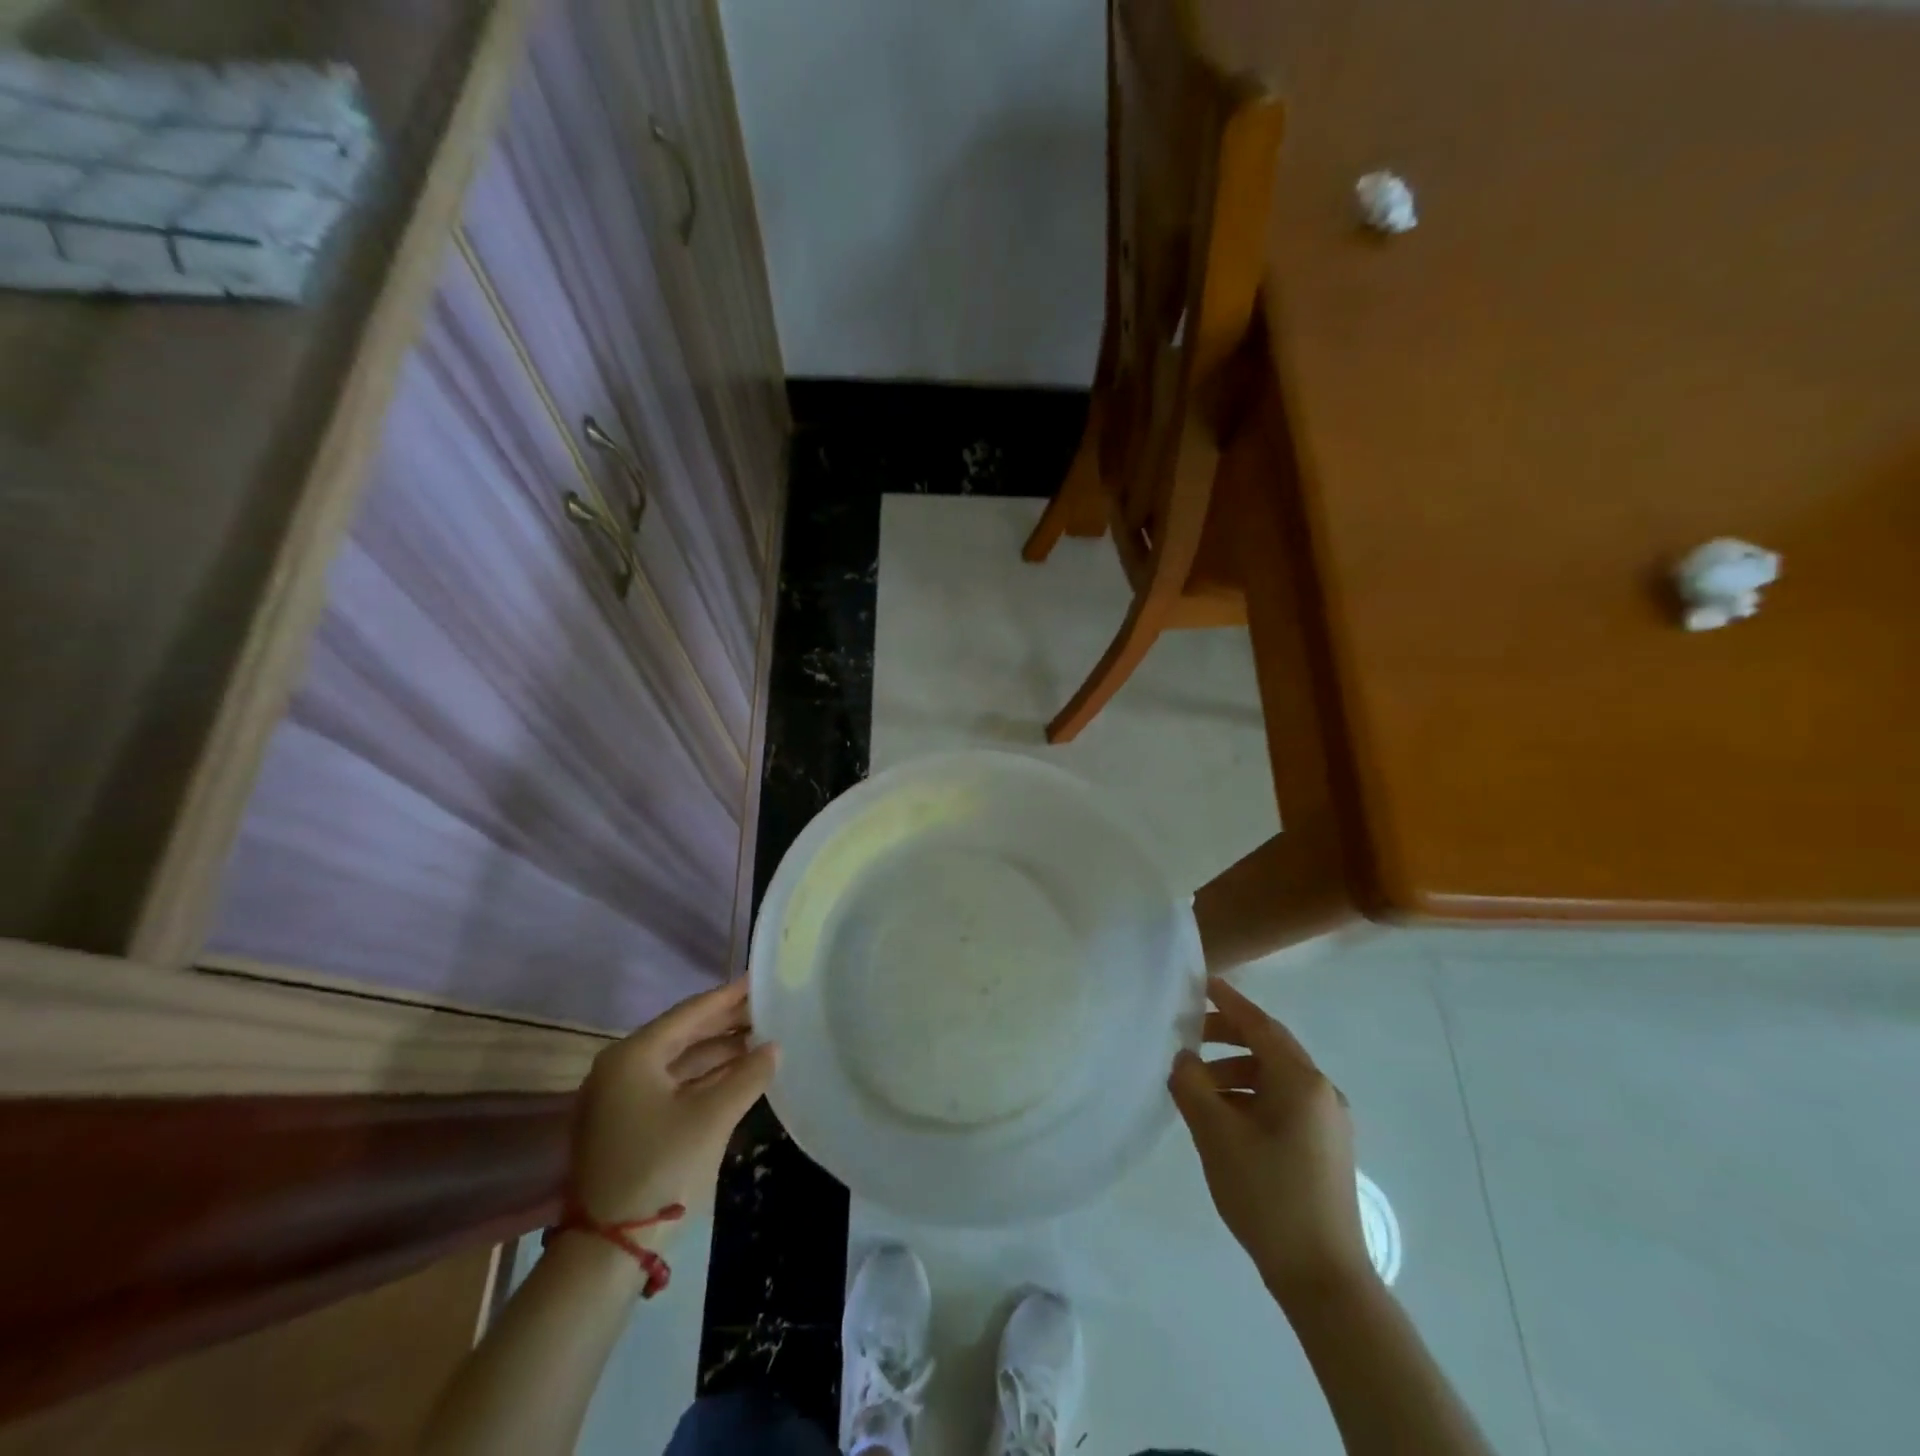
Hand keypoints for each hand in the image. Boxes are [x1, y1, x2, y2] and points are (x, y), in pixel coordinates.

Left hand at [571, 983, 776, 1235]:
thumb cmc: (661, 1169)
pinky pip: (672, 1087)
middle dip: (725, 1023)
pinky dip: (704, 1079)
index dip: (727, 997)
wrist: (608, 1251)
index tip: (757, 980)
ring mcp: (620, 1100)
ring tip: (760, 1038)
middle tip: (765, 1007)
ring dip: (718, 1052)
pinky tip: (736, 1075)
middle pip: (683, 1035)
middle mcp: (621, 1069)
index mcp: (633, 1056)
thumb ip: (748, 1075)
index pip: (689, 1013)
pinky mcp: (626, 1126)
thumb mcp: (712, 1118)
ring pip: (678, 1063)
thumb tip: (773, 1048)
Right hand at [1168, 977, 1373, 1307]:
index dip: (1228, 1001)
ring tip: (1198, 1088)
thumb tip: (1183, 1059)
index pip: (1259, 1024)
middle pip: (1269, 1047)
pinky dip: (1250, 1097)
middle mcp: (1321, 1092)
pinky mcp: (1325, 1147)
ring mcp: (1328, 1122)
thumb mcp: (1216, 1134)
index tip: (1201, 982)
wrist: (1323, 1278)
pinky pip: (1282, 1103)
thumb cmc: (1268, 1194)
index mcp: (1301, 1081)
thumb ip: (1192, 1085)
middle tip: (1188, 1036)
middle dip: (1227, 1037)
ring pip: (1274, 1078)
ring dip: (1234, 1072)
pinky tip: (1223, 1119)